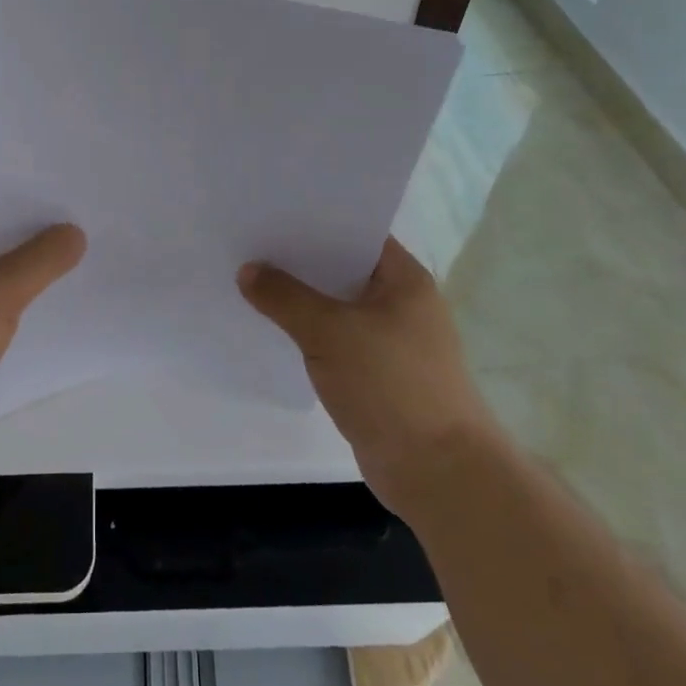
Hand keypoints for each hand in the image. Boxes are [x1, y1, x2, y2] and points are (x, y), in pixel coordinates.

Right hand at [238, 237, 494, 511]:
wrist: (438, 472)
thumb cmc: (391, 385)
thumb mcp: (330, 332)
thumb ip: (285, 297)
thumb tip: (247, 270)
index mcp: (404, 279)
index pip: (356, 233)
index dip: (315, 221)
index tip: (272, 213)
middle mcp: (401, 303)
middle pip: (343, 270)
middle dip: (299, 262)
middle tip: (250, 245)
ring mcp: (391, 341)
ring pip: (337, 308)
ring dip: (302, 301)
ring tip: (251, 282)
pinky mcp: (378, 375)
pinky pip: (336, 341)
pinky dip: (309, 335)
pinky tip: (274, 330)